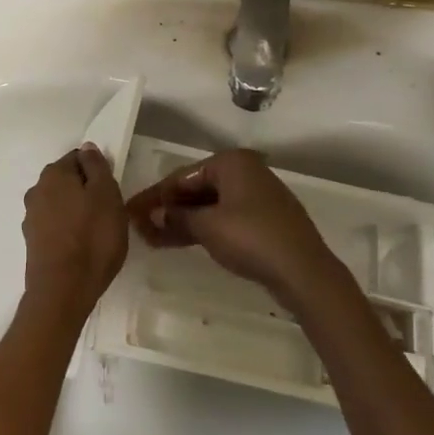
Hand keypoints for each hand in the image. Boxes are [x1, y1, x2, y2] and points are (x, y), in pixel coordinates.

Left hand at [21, 144, 128, 319]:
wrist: (63, 290)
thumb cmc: (92, 237)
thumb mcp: (107, 195)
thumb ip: (97, 167)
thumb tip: (87, 148)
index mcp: (54, 173)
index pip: (78, 158)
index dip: (97, 171)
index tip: (111, 190)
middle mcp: (36, 190)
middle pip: (67, 181)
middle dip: (86, 190)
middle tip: (108, 211)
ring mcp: (31, 217)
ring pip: (60, 204)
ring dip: (76, 211)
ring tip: (96, 232)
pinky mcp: (32, 242)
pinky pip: (55, 226)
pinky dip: (67, 230)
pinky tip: (81, 247)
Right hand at [126, 148, 337, 304]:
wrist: (304, 272)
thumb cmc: (251, 238)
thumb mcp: (207, 227)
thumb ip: (176, 217)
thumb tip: (150, 215)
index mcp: (232, 163)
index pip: (182, 176)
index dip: (153, 196)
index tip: (129, 211)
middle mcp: (245, 172)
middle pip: (196, 189)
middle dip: (167, 210)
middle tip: (139, 228)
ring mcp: (257, 197)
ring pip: (210, 206)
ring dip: (182, 221)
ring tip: (152, 239)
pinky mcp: (264, 221)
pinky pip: (224, 218)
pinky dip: (203, 228)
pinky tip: (182, 241)